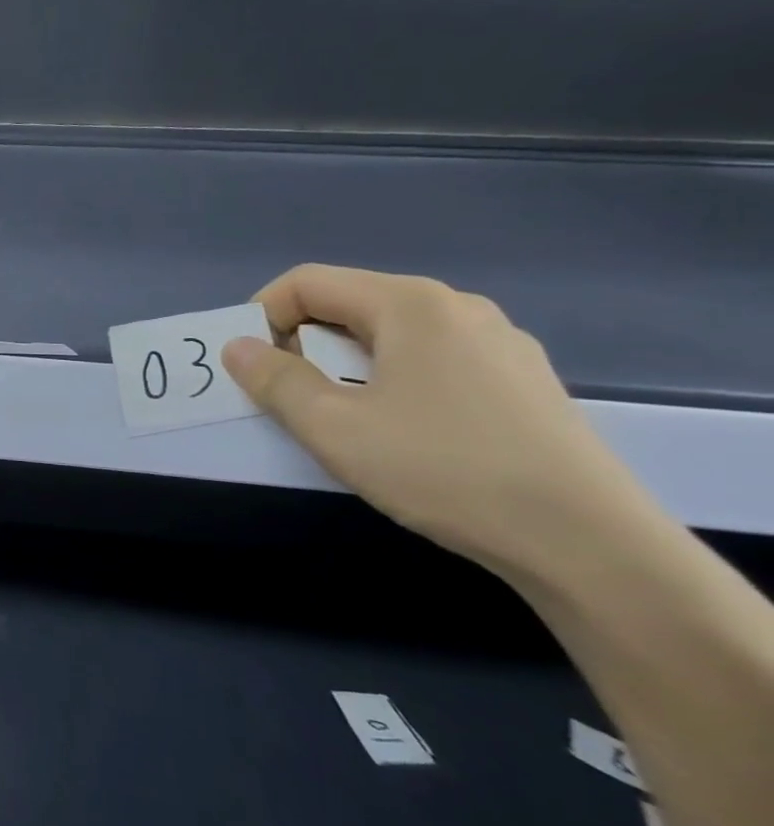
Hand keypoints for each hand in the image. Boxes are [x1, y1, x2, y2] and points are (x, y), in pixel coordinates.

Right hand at [221, 265, 661, 580]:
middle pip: (349, 303)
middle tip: (285, 395)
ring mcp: (497, 343)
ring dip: (343, 363)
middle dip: (300, 342)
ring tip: (339, 416)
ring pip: (389, 334)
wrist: (589, 543)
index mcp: (410, 304)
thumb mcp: (334, 427)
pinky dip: (389, 379)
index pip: (307, 282)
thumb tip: (237, 347)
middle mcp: (457, 307)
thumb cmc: (444, 469)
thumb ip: (274, 380)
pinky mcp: (520, 381)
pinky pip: (429, 359)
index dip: (261, 316)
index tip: (248, 366)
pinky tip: (401, 430)